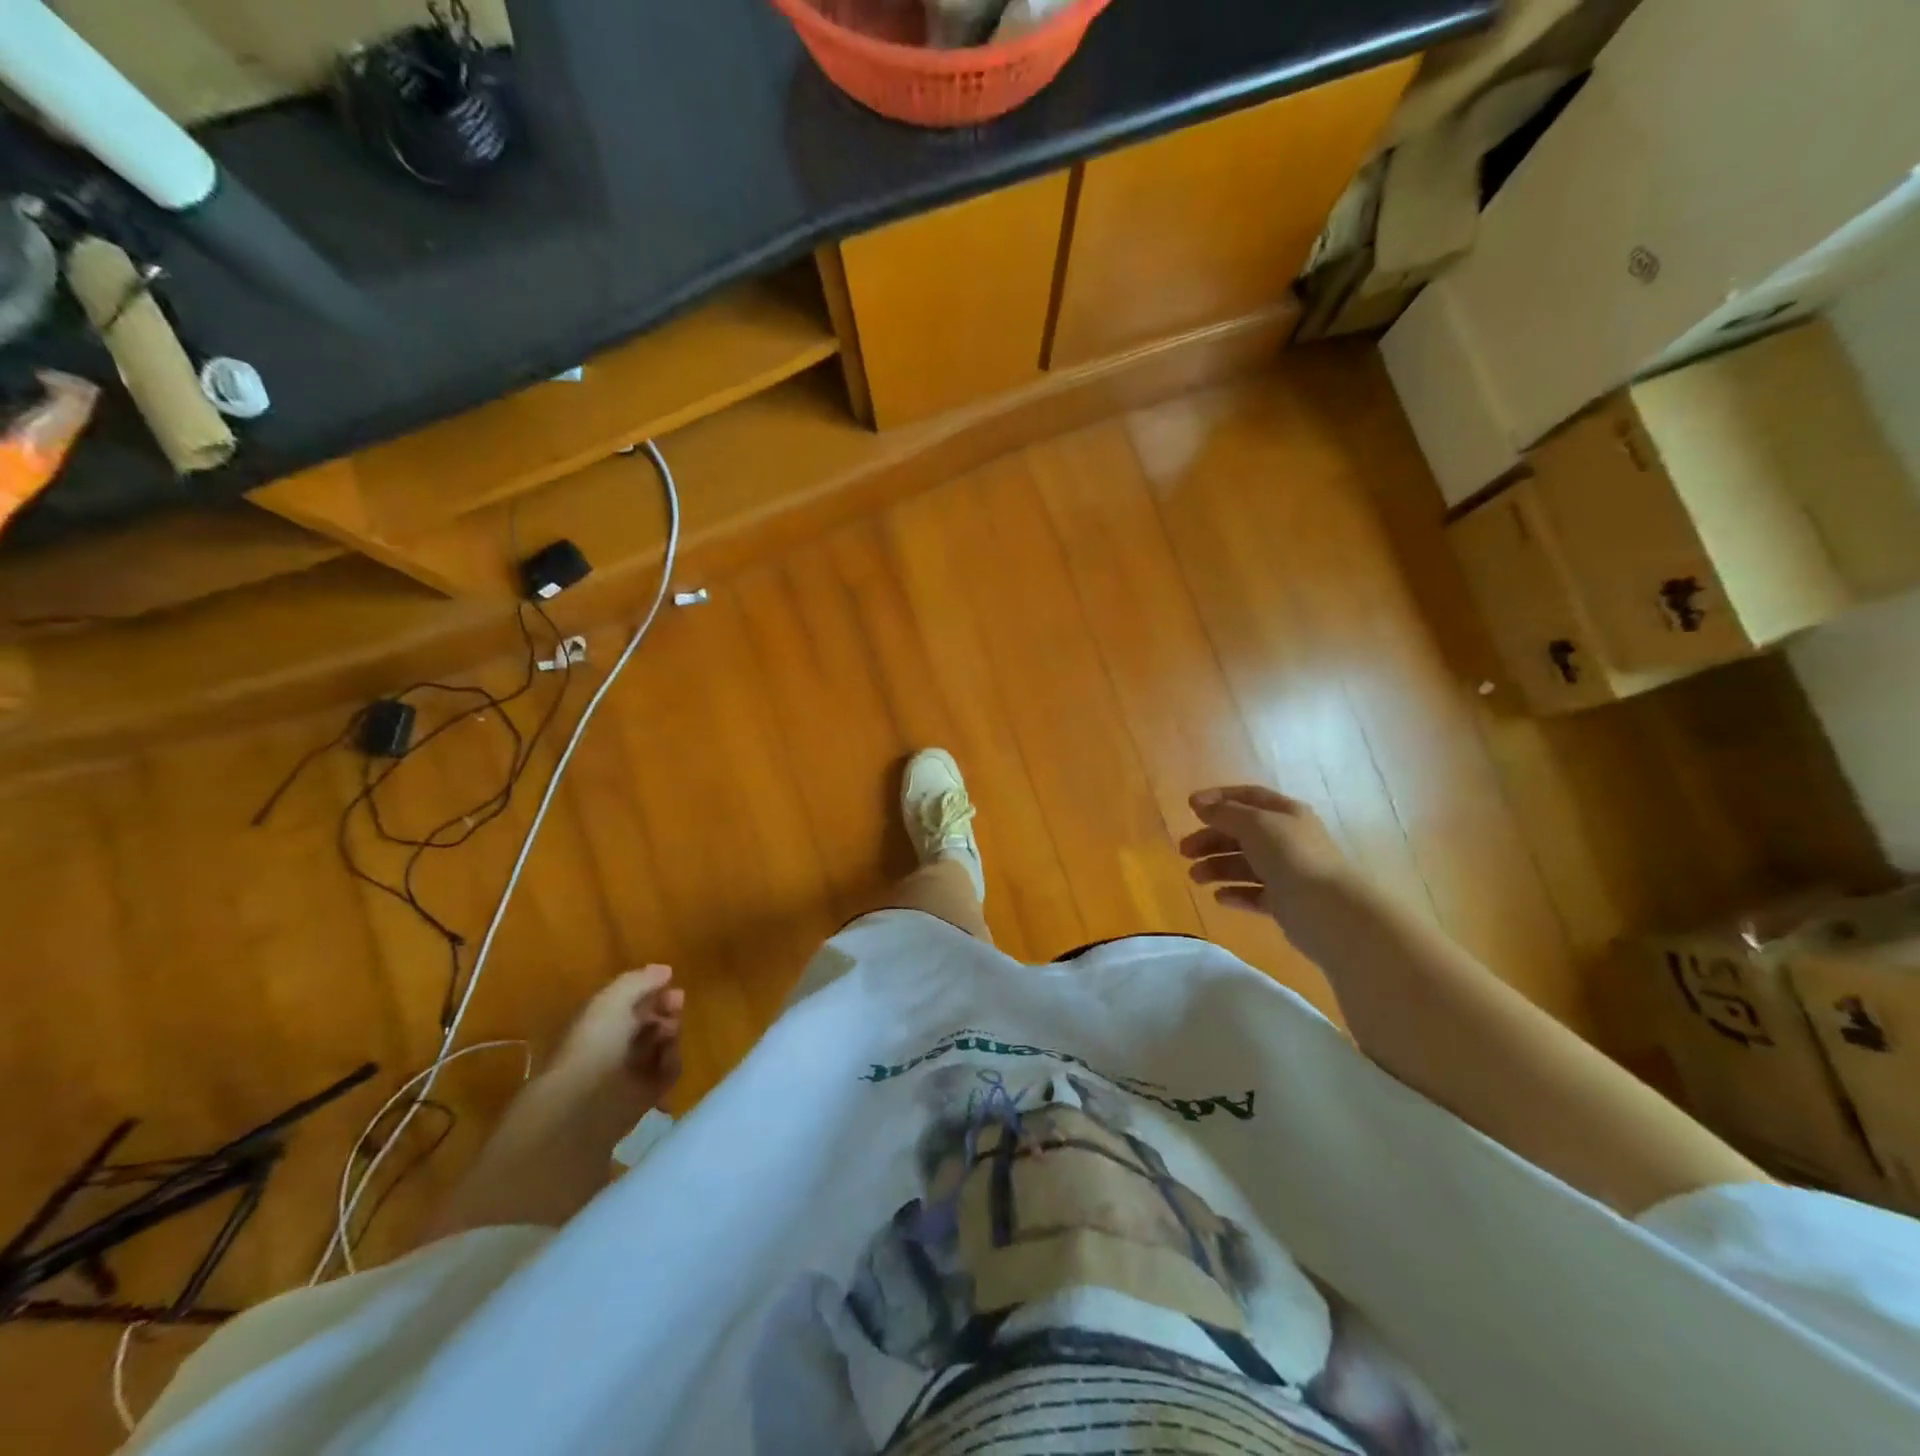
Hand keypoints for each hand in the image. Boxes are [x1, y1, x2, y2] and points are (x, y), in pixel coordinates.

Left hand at [549, 965, 683, 1106]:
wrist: (587, 1102)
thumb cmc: (596, 1043)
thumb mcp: (613, 999)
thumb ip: (640, 981)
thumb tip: (666, 970)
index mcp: (601, 1023)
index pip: (632, 1003)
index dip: (652, 991)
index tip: (671, 983)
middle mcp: (615, 1046)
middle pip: (650, 1021)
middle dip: (666, 1010)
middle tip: (677, 1004)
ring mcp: (631, 1072)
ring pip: (663, 1044)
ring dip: (671, 1034)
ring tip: (669, 1034)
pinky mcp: (647, 1096)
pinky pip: (669, 1072)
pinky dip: (672, 1062)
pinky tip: (667, 1059)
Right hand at [1179, 785, 1352, 926]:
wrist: (1329, 911)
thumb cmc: (1291, 857)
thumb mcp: (1255, 825)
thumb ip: (1225, 813)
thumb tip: (1199, 803)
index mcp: (1286, 814)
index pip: (1249, 797)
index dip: (1219, 799)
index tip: (1190, 807)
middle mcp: (1288, 839)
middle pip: (1242, 833)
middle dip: (1211, 839)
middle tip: (1184, 851)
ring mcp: (1288, 871)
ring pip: (1245, 864)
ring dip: (1217, 867)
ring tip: (1195, 878)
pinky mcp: (1285, 901)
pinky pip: (1254, 893)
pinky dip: (1235, 893)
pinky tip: (1219, 897)